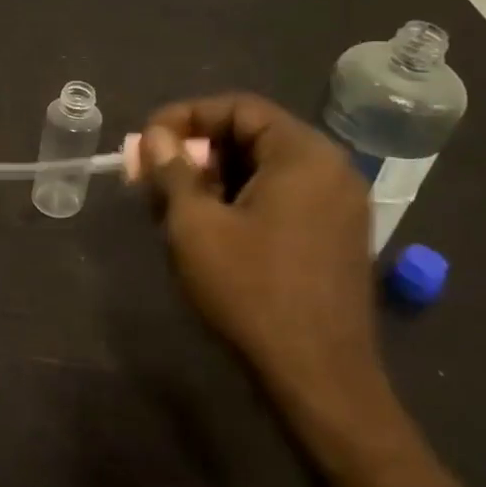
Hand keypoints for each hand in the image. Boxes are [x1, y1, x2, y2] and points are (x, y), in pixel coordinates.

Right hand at [140, 94, 382, 412]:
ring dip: (214, 178)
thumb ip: (172, 170)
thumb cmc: (251, 292)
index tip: (147, 140)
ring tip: (171, 204)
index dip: (185, 116)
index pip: (238, 107)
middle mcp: (331, 170)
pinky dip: (241, 201)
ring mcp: (339, 206)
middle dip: (196, 150)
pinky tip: (207, 228)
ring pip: (265, 170)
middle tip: (153, 174)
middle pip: (253, 136)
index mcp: (304, 155)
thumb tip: (155, 135)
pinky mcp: (335, 238)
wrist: (318, 379)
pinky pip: (282, 198)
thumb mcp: (195, 225)